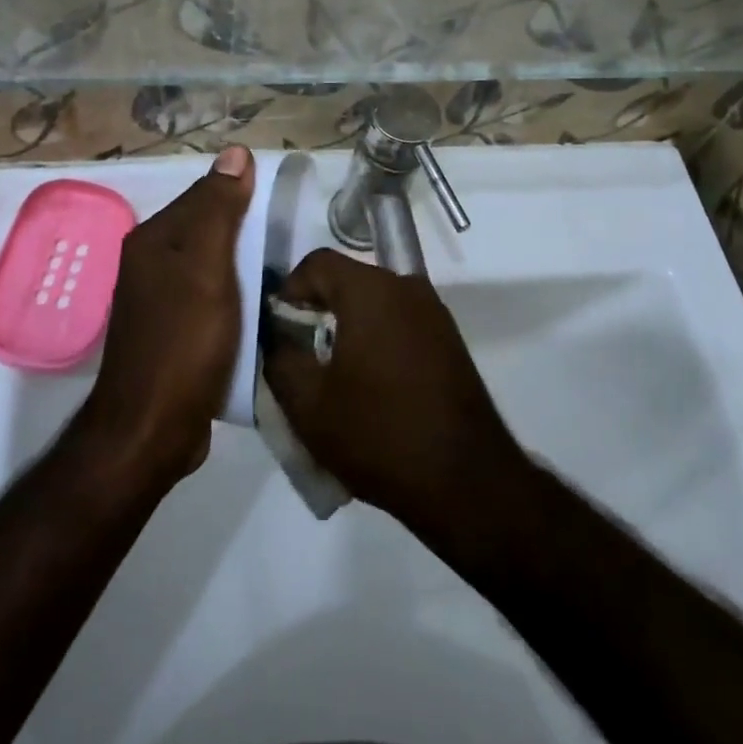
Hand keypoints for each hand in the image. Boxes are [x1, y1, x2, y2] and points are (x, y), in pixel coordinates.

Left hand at [83, 146, 253, 482]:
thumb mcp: (208, 267)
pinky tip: (261, 303)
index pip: (205, 194)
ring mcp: (161, 301)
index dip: (244, 193)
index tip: (284, 201)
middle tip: (292, 235)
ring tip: (285, 266)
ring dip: (245, 263)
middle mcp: (151, 263)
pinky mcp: (175, 333)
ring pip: (213, 264)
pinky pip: (213, 297)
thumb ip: (220, 209)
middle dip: (246, 228)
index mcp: (154, 239)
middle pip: (209, 229)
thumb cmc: (183, 341)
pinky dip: (237, 294)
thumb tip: (235, 152)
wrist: (152, 431)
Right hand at [262, 248, 527, 538]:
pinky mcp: (449, 339)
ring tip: (332, 374)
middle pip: (348, 280)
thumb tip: (276, 335)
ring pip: (375, 303)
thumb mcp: (308, 404)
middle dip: (318, 309)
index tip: (278, 329)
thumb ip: (280, 358)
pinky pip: (399, 323)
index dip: (289, 289)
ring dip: (348, 327)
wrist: (465, 480)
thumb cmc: (379, 434)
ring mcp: (433, 312)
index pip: (317, 263)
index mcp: (371, 291)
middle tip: (299, 353)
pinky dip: (377, 340)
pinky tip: (370, 386)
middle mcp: (406, 287)